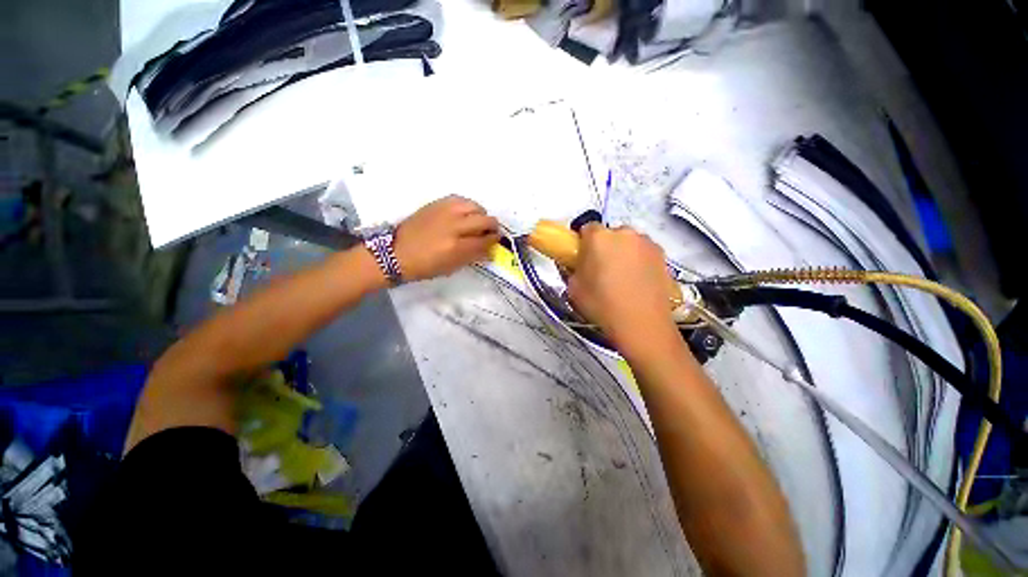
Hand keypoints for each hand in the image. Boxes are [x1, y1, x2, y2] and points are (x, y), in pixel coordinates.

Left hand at [394, 195, 499, 281]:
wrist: (396, 252)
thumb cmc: (425, 266)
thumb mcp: (452, 267)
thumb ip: (473, 256)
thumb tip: (490, 249)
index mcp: (457, 247)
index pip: (486, 240)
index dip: (494, 241)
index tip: (496, 241)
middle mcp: (454, 226)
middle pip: (485, 220)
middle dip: (492, 227)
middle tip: (490, 232)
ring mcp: (445, 212)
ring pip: (475, 206)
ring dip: (480, 215)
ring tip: (477, 222)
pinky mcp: (437, 203)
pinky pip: (460, 199)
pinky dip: (467, 207)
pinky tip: (464, 214)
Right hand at [567, 224, 678, 352]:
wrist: (642, 324)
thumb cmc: (602, 305)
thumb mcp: (573, 289)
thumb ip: (570, 270)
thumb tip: (574, 264)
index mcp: (599, 237)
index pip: (586, 228)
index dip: (582, 242)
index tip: (582, 257)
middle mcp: (624, 233)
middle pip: (609, 234)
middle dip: (603, 247)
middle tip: (600, 270)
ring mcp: (646, 243)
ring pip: (628, 242)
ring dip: (622, 253)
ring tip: (621, 278)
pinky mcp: (663, 255)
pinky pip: (643, 252)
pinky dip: (638, 261)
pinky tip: (636, 282)